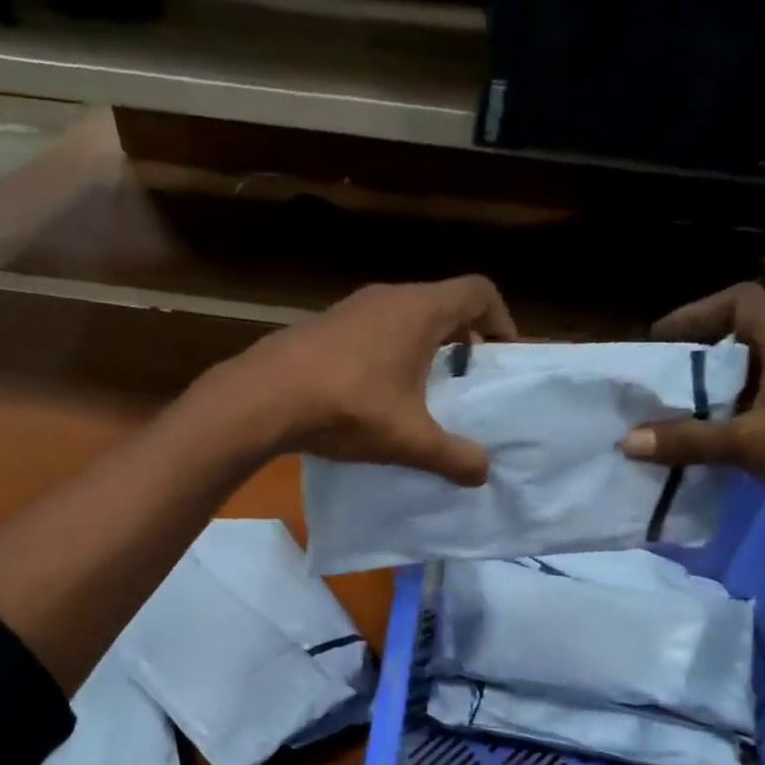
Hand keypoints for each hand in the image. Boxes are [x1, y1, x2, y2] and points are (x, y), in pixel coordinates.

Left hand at [209, 277, 517, 486]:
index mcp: (420, 310)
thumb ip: (453, 456)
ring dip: (421, 347)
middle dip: (462, 339)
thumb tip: (483, 473)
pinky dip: (388, 353)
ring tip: (422, 392)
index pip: (479, 292)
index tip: (501, 357)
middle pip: (442, 303)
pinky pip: (372, 330)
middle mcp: (389, 297)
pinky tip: (375, 394)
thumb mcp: (409, 440)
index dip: (500, 320)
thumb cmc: (348, 408)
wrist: (264, 398)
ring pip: (403, 317)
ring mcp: (351, 307)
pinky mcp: (324, 325)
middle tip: (465, 381)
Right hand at [621, 283, 764, 546]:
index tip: (659, 341)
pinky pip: (757, 415)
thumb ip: (690, 440)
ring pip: (746, 384)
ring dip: (709, 401)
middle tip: (654, 390)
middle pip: (738, 345)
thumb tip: (627, 441)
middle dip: (693, 365)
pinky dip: (728, 427)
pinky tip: (703, 452)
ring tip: (668, 423)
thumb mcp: (753, 442)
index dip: (697, 313)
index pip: (741, 302)